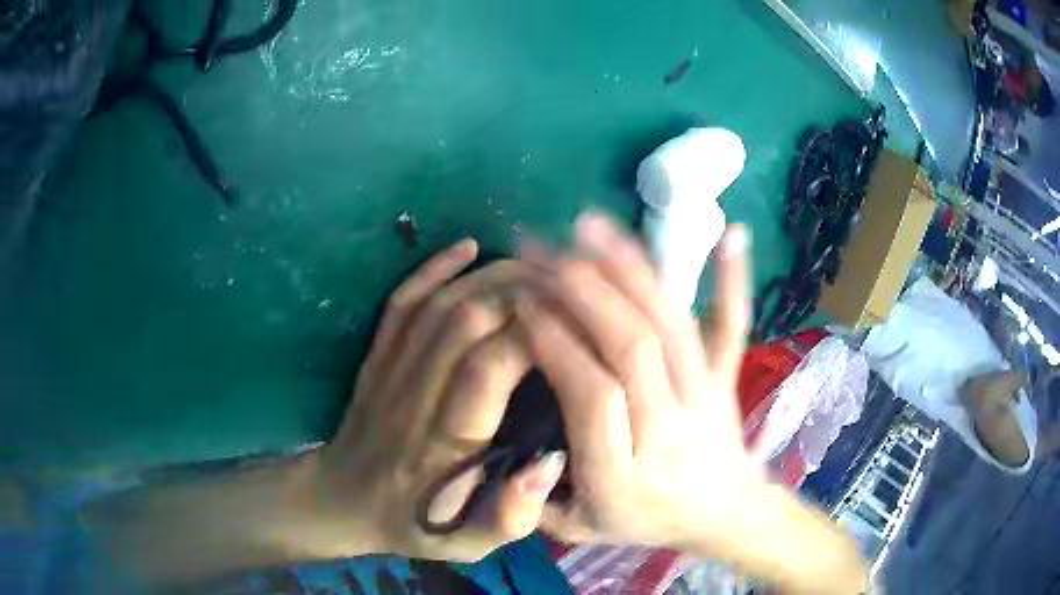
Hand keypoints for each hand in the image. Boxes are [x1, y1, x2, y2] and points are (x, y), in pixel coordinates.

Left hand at [300, 240, 565, 561]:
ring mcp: (387, 369)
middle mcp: (413, 396)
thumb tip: (550, 461)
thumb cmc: (413, 525)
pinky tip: (468, 247)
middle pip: (466, 318)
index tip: (576, 323)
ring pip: (438, 302)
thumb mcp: (468, 543)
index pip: (488, 368)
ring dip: (490, 274)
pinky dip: (434, 267)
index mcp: (443, 445)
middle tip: (568, 283)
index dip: (535, 334)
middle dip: (523, 291)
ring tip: (537, 264)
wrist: (342, 502)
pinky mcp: (375, 355)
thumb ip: (511, 515)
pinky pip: (402, 301)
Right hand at [515, 213, 762, 551]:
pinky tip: (734, 233)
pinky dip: (733, 279)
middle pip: (633, 345)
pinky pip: (734, 325)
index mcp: (625, 473)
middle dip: (581, 289)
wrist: (723, 514)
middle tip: (538, 248)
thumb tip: (510, 448)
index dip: (557, 343)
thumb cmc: (645, 522)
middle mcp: (670, 427)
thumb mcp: (577, 529)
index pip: (592, 394)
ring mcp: (707, 395)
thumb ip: (535, 500)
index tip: (522, 303)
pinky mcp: (728, 376)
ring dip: (629, 268)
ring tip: (589, 224)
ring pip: (671, 323)